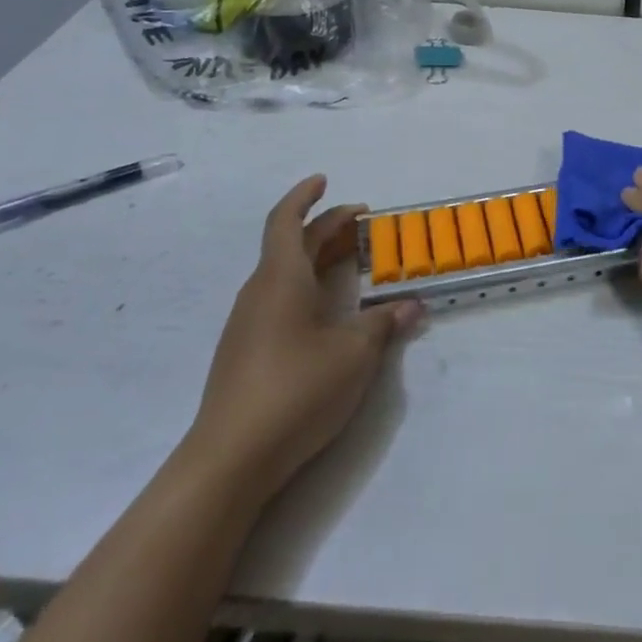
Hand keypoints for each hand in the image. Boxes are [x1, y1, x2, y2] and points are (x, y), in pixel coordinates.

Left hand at [183, 175, 421, 503]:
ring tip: (350, 264)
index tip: (324, 180)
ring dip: (316, 260)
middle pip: (290, 245)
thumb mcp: (355, 354)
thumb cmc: (296, 389)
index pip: (286, 221)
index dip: (305, 196)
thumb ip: (384, 324)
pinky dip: (306, 288)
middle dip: (326, 229)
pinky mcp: (245, 353)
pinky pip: (278, 300)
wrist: (229, 461)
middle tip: (364, 224)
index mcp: (281, 279)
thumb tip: (412, 306)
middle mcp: (259, 293)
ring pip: (284, 274)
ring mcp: (248, 325)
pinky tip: (327, 314)